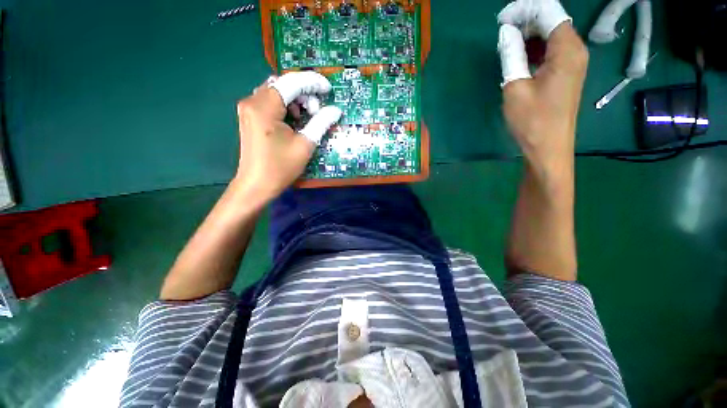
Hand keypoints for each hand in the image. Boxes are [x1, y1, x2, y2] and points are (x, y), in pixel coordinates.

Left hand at [234, 72, 341, 201]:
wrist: (256, 185)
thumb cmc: (280, 167)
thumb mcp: (305, 145)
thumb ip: (321, 123)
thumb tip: (335, 110)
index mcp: (264, 107)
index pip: (291, 82)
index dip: (312, 83)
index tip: (328, 89)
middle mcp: (252, 101)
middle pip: (282, 84)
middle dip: (303, 93)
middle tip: (317, 111)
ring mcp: (249, 108)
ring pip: (277, 92)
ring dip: (295, 100)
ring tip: (306, 118)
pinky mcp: (250, 116)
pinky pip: (270, 102)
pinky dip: (286, 106)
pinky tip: (294, 121)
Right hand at [497, 0, 587, 170]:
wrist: (548, 148)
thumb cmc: (532, 121)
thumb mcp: (516, 87)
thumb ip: (512, 55)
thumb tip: (506, 32)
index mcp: (567, 50)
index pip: (549, 12)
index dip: (525, 10)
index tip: (502, 19)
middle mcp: (576, 50)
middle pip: (552, 21)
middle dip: (527, 19)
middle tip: (502, 30)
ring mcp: (573, 62)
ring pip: (552, 35)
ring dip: (530, 34)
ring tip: (507, 42)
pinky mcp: (567, 73)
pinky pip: (552, 50)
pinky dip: (535, 48)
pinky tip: (519, 55)